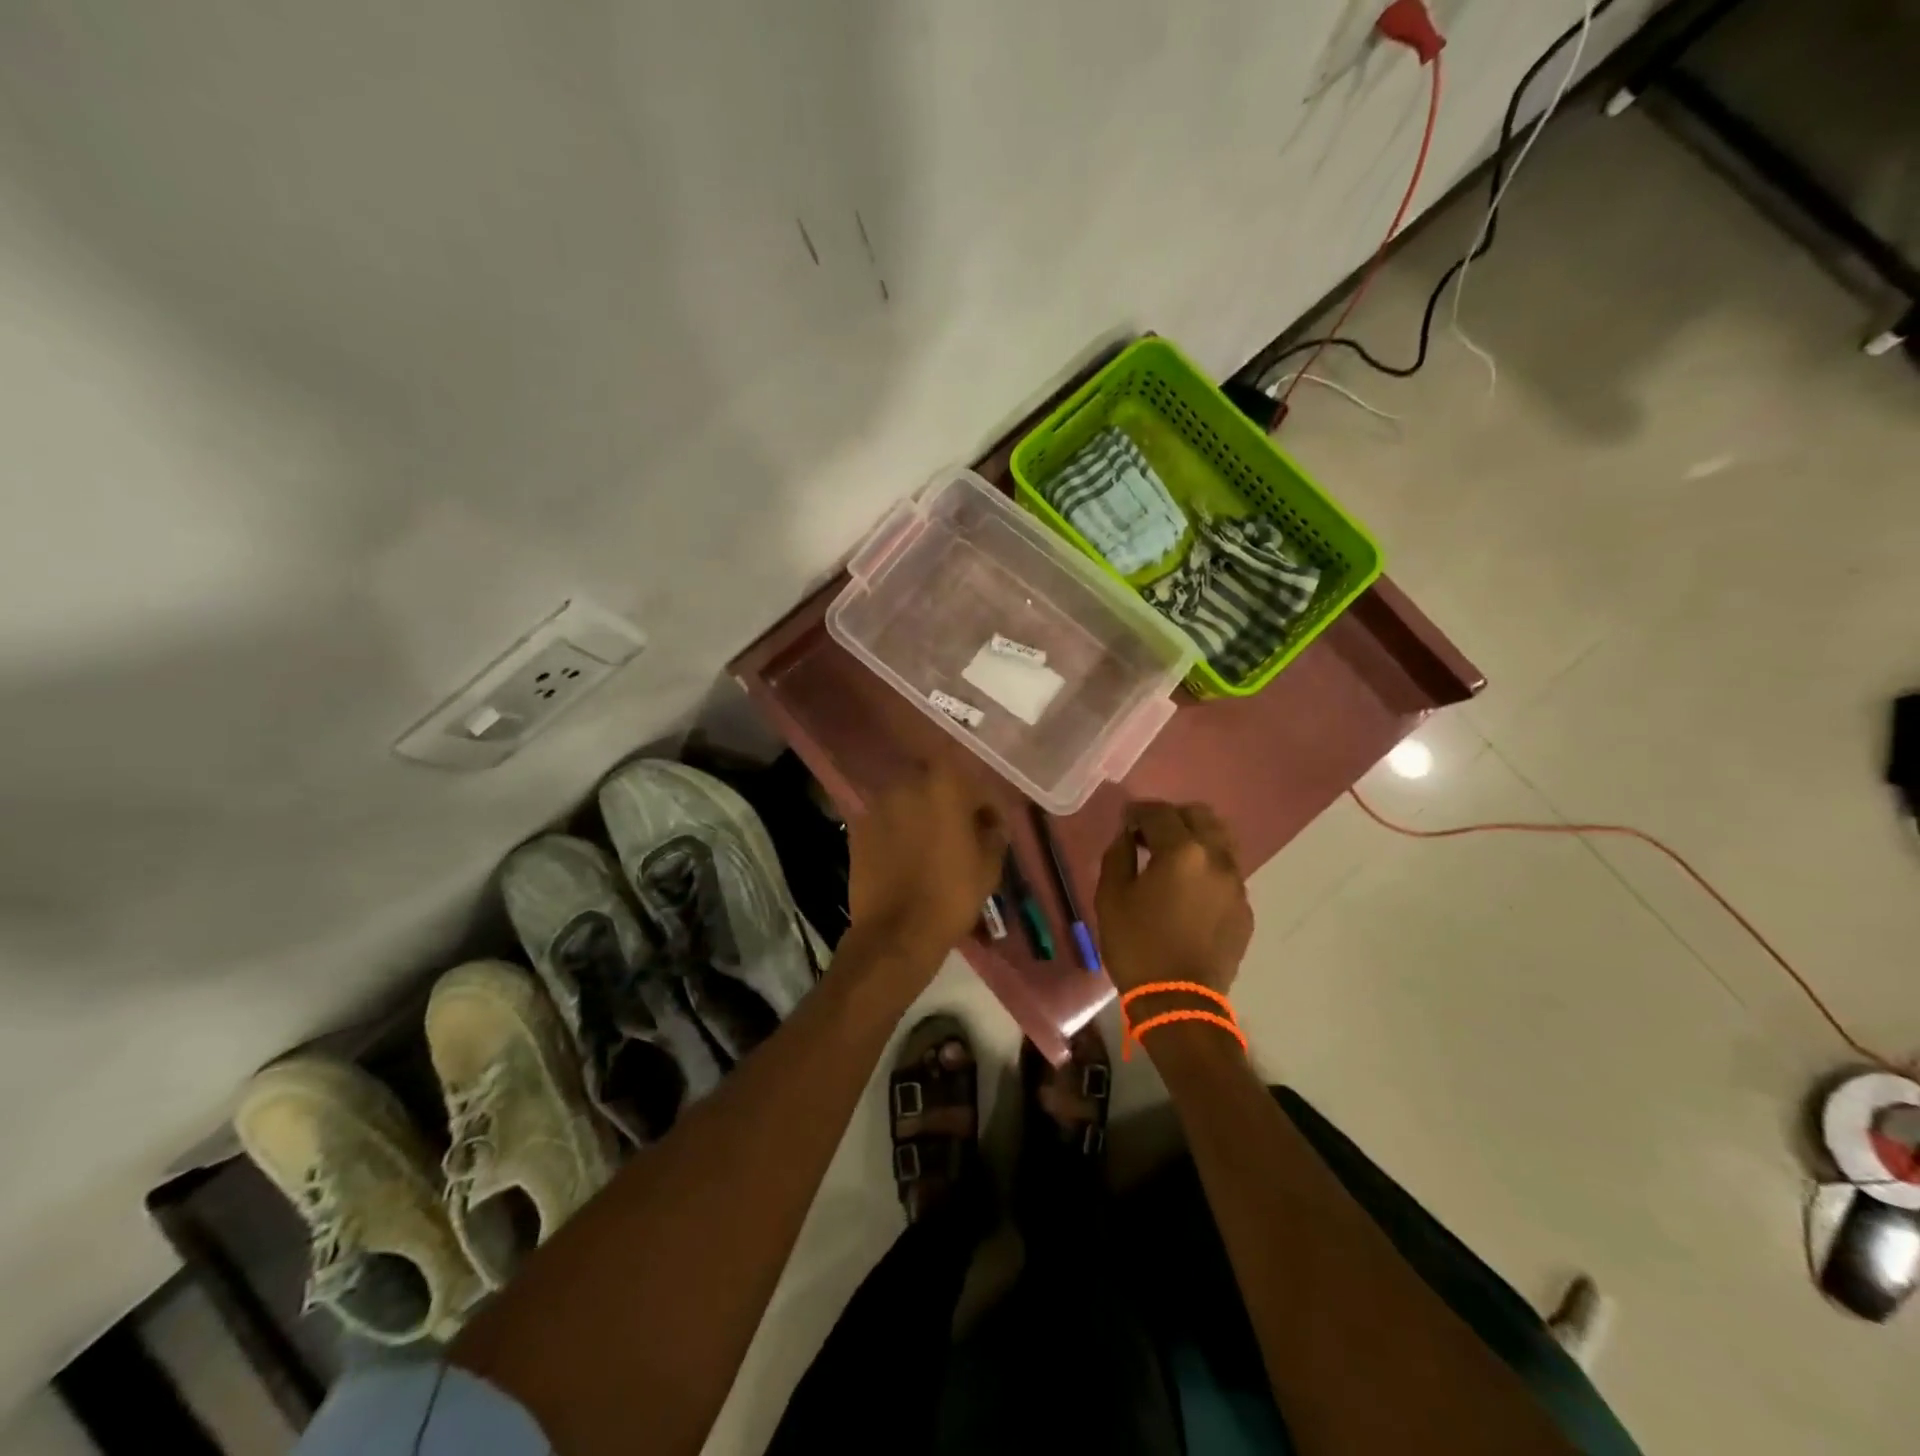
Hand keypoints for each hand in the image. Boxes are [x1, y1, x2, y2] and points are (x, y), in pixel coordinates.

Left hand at [845, 762, 1006, 978]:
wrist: (896, 932)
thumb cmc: (951, 895)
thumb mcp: (989, 866)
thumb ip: (994, 834)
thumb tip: (991, 825)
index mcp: (944, 785)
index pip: (975, 785)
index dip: (987, 807)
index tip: (992, 829)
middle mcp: (907, 784)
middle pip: (938, 787)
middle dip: (952, 806)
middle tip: (963, 834)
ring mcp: (878, 805)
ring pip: (910, 803)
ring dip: (924, 817)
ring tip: (933, 846)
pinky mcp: (858, 828)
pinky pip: (889, 822)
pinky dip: (900, 831)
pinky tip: (908, 856)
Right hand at [1096, 801, 1252, 996]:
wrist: (1180, 1002)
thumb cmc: (1137, 946)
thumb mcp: (1111, 897)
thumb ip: (1118, 856)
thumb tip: (1127, 837)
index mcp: (1182, 852)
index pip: (1160, 813)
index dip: (1138, 811)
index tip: (1125, 821)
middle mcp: (1217, 859)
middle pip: (1200, 816)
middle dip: (1173, 817)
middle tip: (1150, 835)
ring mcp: (1237, 884)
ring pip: (1221, 841)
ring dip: (1196, 839)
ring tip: (1173, 858)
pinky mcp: (1244, 908)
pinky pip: (1227, 872)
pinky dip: (1207, 867)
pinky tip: (1189, 890)